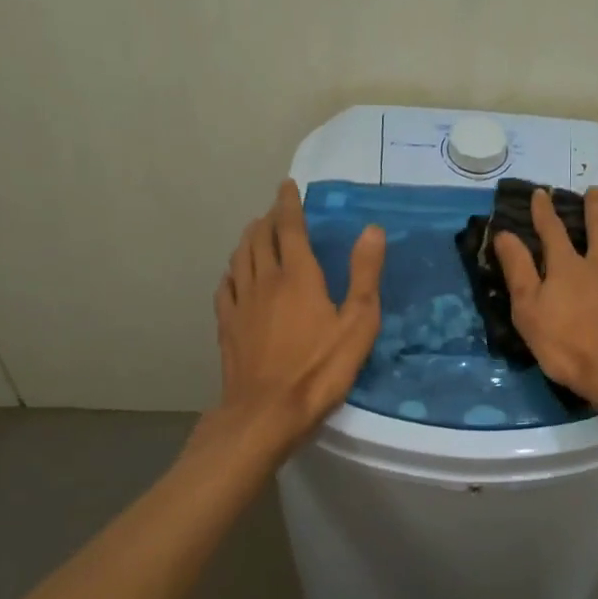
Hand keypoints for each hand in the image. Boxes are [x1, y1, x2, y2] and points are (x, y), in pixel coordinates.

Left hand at [214, 180, 384, 450]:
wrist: (267, 412)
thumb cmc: (320, 369)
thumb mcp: (357, 324)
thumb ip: (364, 275)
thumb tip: (371, 230)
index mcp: (298, 275)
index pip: (289, 227)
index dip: (288, 204)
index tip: (287, 186)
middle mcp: (264, 280)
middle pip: (259, 238)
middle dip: (268, 219)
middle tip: (276, 210)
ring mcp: (241, 303)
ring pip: (240, 258)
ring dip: (248, 239)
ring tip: (256, 233)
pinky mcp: (227, 325)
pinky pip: (226, 286)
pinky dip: (232, 271)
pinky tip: (235, 275)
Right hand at [493, 187, 597, 407]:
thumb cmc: (568, 347)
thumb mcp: (529, 311)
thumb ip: (518, 271)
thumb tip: (504, 233)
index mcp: (566, 268)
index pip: (552, 233)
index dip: (544, 212)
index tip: (541, 193)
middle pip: (597, 229)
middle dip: (594, 208)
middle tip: (594, 190)